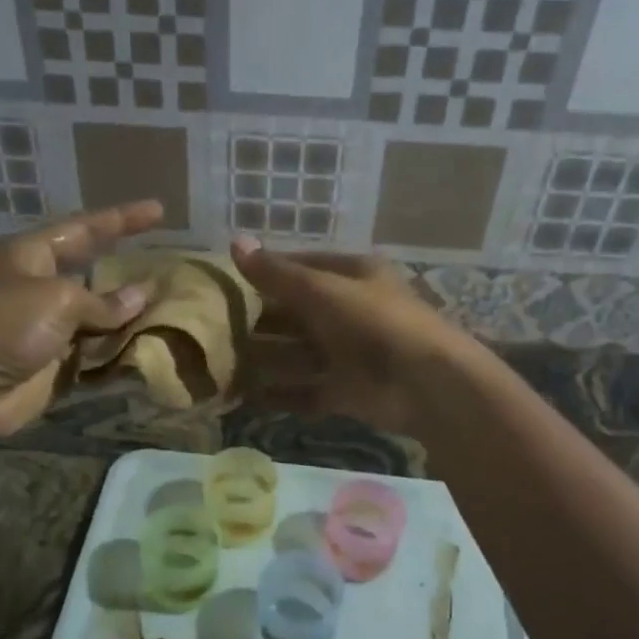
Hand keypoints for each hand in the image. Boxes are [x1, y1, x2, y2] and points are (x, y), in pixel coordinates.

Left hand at [0, 202, 163, 437]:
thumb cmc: (4, 324)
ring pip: (99, 318)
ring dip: (130, 317)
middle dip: (129, 272)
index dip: (122, 219)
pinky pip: (95, 354)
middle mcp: (41, 287)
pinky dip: (119, 352)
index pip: (85, 229)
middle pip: (94, 274)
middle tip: (171, 266)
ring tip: (174, 310)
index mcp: (32, 255)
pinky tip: (151, 348)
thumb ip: (103, 301)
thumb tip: (140, 297)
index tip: (160, 211)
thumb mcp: (57, 299)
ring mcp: (48, 328)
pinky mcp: (53, 365)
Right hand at [230, 235, 469, 435]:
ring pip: (297, 354)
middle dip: (260, 320)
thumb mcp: (322, 291)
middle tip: (214, 326)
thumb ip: (277, 274)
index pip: (302, 266)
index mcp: (352, 276)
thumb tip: (234, 242)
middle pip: (296, 313)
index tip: (226, 279)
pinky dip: (280, 394)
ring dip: (264, 358)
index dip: (266, 270)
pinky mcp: (346, 391)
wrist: (425, 384)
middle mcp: (349, 312)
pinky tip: (245, 397)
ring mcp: (348, 354)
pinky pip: (305, 391)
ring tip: (220, 363)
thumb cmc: (374, 323)